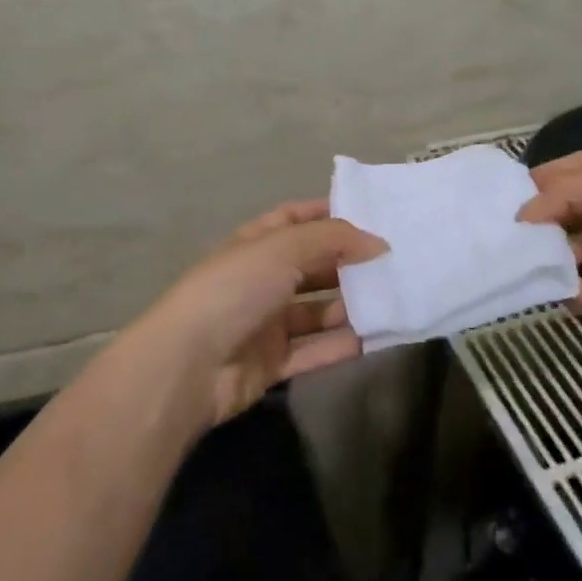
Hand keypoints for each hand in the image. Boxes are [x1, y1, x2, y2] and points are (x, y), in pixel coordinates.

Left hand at [143, 199, 387, 425]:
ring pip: (316, 311)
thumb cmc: (234, 290)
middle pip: (312, 266)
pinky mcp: (271, 363)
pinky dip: (341, 345)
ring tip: (392, 300)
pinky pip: (313, 350)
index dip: (329, 214)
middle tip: (393, 262)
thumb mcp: (283, 248)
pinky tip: (375, 339)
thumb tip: (378, 242)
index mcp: (256, 244)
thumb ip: (333, 239)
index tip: (371, 215)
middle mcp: (261, 279)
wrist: (188, 366)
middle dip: (348, 263)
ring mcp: (265, 323)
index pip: (295, 219)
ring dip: (350, 307)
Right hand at [517, 150, 581, 339]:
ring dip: (556, 254)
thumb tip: (524, 211)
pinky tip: (549, 293)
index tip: (508, 196)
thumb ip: (570, 193)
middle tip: (507, 232)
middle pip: (577, 206)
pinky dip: (574, 290)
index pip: (578, 167)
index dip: (545, 178)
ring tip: (519, 263)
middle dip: (545, 217)